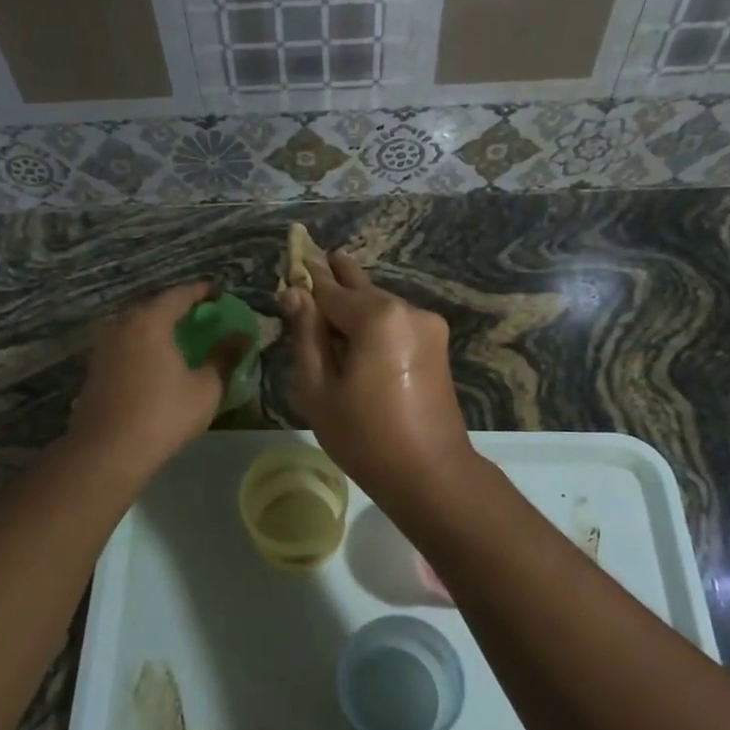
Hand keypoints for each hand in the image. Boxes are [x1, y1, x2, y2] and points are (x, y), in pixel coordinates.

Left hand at [68, 282, 247, 474]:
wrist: (107, 451)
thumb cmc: (163, 415)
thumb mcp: (205, 388)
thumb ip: (224, 357)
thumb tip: (243, 336)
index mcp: (149, 321)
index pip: (179, 294)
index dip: (202, 291)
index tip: (220, 293)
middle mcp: (122, 324)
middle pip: (154, 306)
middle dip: (179, 307)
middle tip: (202, 315)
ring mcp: (103, 345)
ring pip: (136, 325)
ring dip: (159, 326)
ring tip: (181, 337)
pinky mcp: (95, 367)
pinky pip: (126, 343)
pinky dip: (144, 343)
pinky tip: (157, 360)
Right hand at [282, 253, 475, 505]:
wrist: (431, 473)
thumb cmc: (364, 436)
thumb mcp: (319, 388)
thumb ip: (306, 335)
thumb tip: (294, 294)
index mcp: (377, 317)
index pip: (331, 290)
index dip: (308, 279)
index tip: (293, 259)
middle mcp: (407, 310)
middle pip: (361, 290)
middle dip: (338, 276)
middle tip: (319, 255)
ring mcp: (428, 326)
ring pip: (380, 305)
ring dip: (356, 301)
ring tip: (334, 287)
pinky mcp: (436, 344)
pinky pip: (396, 322)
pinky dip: (374, 320)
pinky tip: (358, 326)